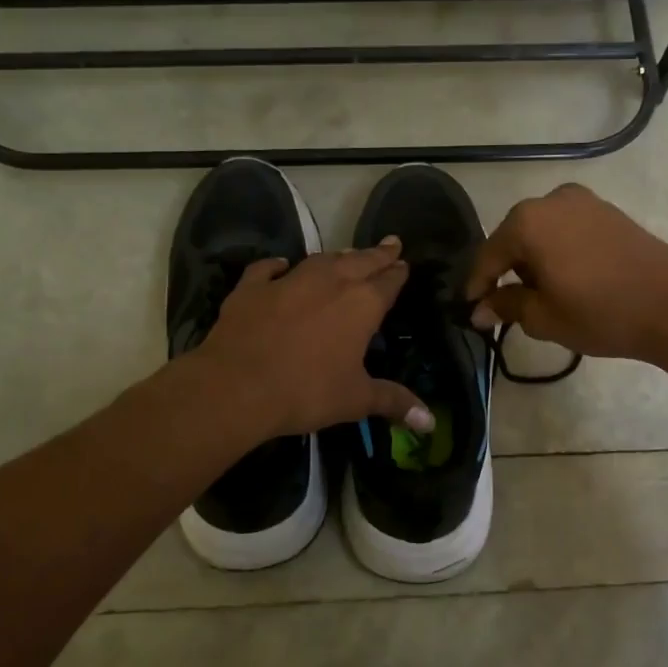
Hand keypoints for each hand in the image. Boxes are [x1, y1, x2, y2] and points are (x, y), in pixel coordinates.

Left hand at [194, 239, 433, 438]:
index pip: (388, 282)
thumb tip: (430, 423)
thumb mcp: (356, 400)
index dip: (398, 273)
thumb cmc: (307, 392)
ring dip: (338, 256)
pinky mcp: (252, 288)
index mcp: (361, 304)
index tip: (404, 264)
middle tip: (390, 244)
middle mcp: (329, 282)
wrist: (237, 386)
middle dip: (377, 254)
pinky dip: (278, 266)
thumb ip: (393, 402)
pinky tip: (281, 265)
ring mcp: (288, 281)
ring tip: (349, 254)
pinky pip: (268, 269)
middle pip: (359, 261)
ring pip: (320, 260)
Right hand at [464, 184, 667, 364]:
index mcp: (528, 221)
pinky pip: (568, 230)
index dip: (476, 285)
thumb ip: (505, 306)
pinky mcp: (610, 212)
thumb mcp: (543, 317)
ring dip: (533, 260)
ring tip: (538, 294)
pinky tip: (566, 278)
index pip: (488, 255)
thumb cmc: (600, 313)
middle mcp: (552, 200)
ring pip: (542, 232)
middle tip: (503, 303)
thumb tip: (479, 309)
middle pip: (514, 237)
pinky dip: (558, 251)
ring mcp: (585, 202)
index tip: (470, 309)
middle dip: (505, 270)